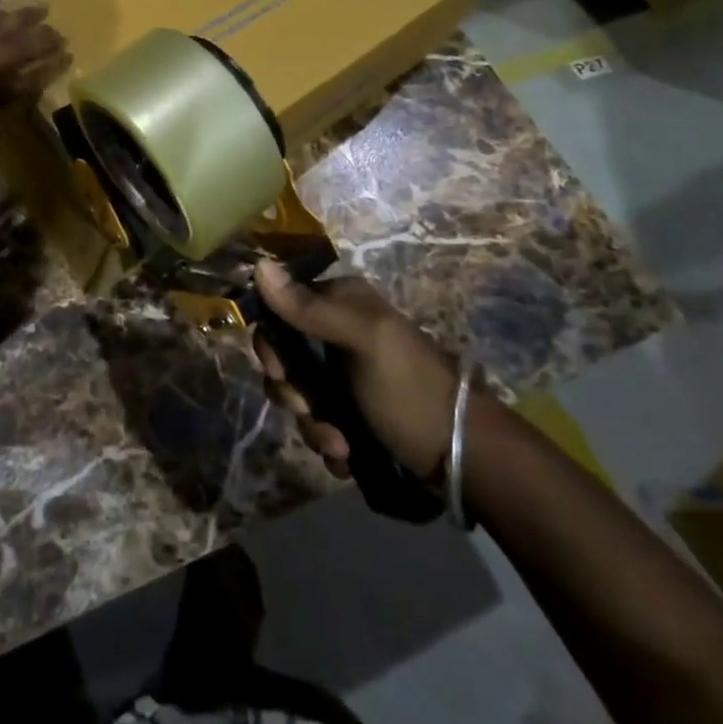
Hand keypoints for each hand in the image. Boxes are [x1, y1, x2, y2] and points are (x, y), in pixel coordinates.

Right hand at [252, 261, 460, 479]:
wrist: (463, 458)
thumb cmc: (410, 389)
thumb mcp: (363, 341)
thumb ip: (309, 308)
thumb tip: (259, 264)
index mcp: (341, 303)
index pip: (280, 308)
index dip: (272, 343)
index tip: (281, 372)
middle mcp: (338, 332)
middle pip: (285, 357)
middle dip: (293, 393)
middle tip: (310, 410)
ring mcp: (344, 376)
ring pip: (299, 395)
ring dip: (312, 426)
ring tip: (341, 446)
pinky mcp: (352, 413)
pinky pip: (317, 423)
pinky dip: (327, 443)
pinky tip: (347, 456)